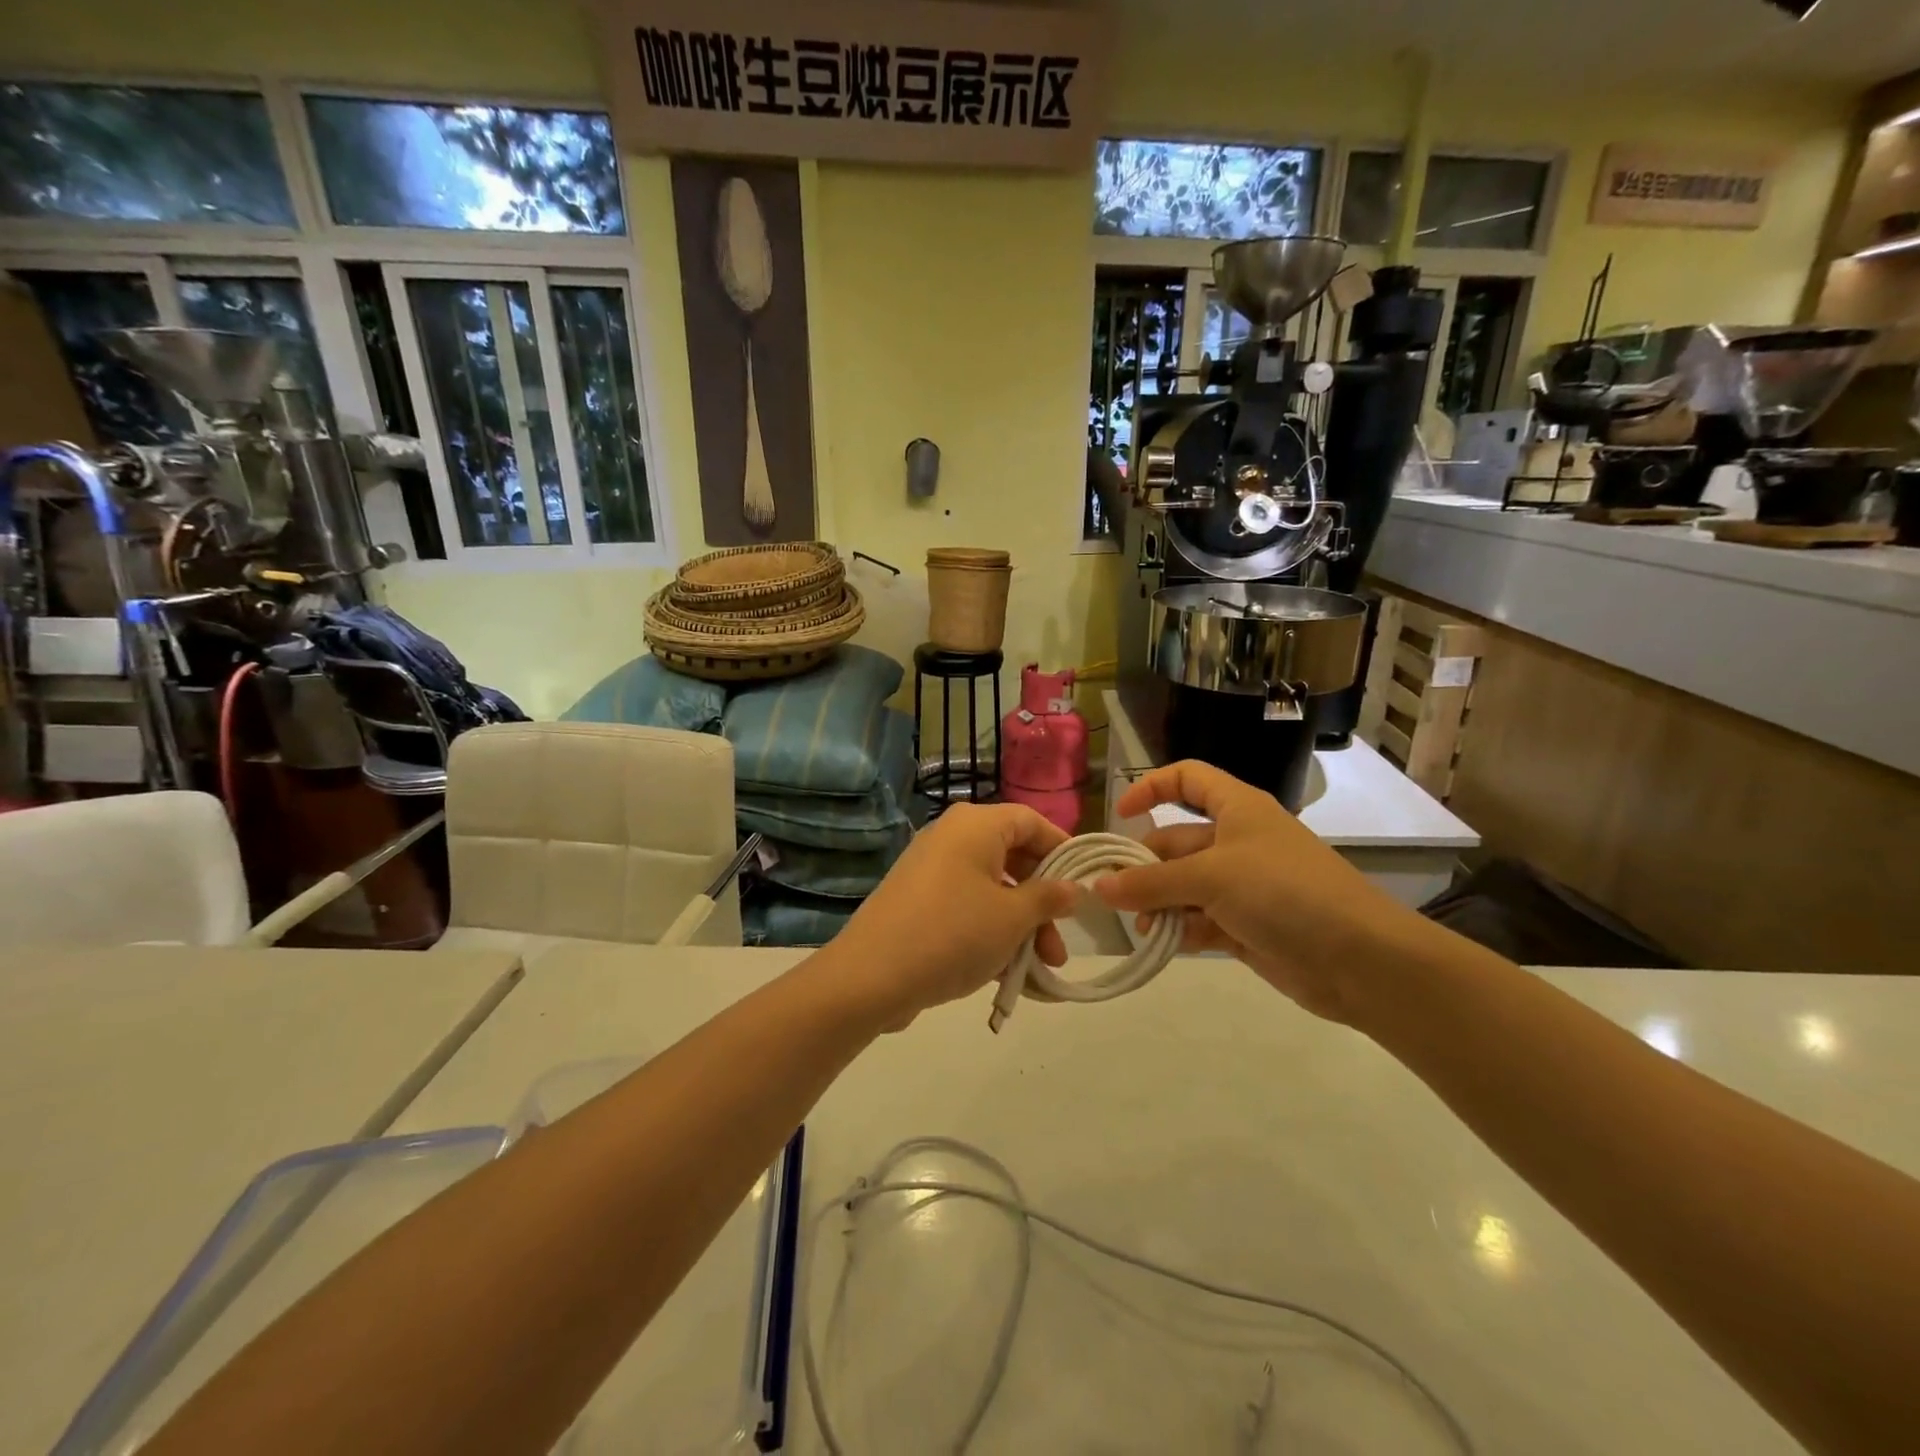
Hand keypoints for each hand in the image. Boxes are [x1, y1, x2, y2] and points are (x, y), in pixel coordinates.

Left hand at [828, 802, 1078, 1027]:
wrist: (870, 976)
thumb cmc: (953, 933)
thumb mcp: (1012, 917)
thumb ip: (1048, 898)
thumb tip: (1073, 887)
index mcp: (975, 825)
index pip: (1031, 821)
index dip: (1062, 850)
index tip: (1084, 885)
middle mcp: (952, 837)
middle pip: (1012, 859)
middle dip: (1042, 903)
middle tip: (1060, 944)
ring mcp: (931, 870)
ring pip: (991, 889)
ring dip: (1020, 926)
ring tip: (1040, 970)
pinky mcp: (918, 902)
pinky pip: (966, 907)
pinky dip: (990, 932)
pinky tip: (1008, 974)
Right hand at [1094, 761, 1435, 1022]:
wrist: (1359, 959)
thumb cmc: (1284, 892)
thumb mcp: (1211, 877)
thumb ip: (1151, 882)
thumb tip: (1099, 887)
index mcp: (1236, 809)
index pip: (1188, 779)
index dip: (1152, 787)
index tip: (1120, 815)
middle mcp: (1236, 841)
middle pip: (1175, 842)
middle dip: (1145, 867)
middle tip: (1114, 894)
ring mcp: (1242, 885)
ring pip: (1183, 886)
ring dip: (1159, 904)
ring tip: (1143, 927)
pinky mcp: (1245, 925)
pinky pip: (1199, 920)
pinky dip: (1181, 930)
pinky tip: (1166, 944)